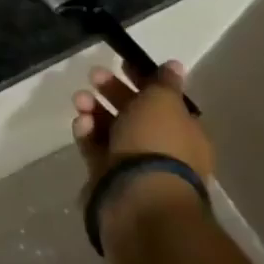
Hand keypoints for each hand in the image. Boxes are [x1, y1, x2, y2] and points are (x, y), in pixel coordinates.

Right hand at [73, 58, 213, 204]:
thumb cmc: (157, 144)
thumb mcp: (163, 102)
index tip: (121, 63)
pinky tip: (81, 124)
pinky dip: (87, 134)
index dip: (143, 79)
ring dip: (94, 110)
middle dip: (112, 91)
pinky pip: (96, 150)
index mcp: (184, 132)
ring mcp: (135, 167)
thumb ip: (164, 82)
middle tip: (93, 75)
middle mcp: (162, 150)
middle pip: (134, 113)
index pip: (163, 100)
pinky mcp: (109, 179)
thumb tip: (175, 65)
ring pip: (111, 129)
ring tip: (80, 100)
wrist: (139, 200)